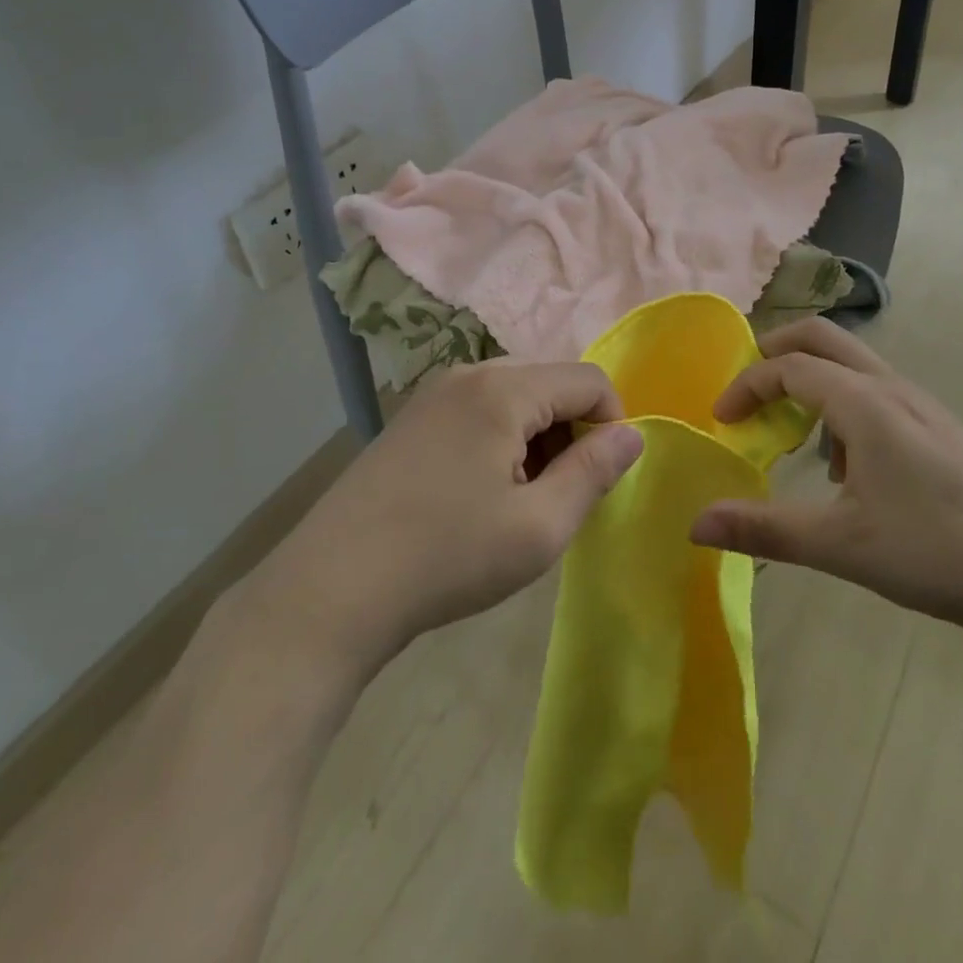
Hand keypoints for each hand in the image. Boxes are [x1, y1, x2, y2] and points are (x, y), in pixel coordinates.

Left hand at [236, 361, 644, 677]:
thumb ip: (594, 472)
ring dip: (536, 437)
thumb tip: (632, 435)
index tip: (598, 479)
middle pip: (551, 382)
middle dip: (571, 431)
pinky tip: (479, 493)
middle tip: (556, 494)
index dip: (611, 424)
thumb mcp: (538, 527)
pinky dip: (500, 440)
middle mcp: (468, 373)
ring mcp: (433, 394)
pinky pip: (479, 410)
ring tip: (518, 499)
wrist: (330, 589)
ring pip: (515, 396)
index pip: (589, 379)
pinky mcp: (411, 418)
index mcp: (503, 388)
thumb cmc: (447, 557)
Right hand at [689, 319, 962, 639]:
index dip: (746, 385)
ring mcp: (922, 406)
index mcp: (865, 403)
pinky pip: (876, 394)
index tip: (721, 422)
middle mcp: (893, 388)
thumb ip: (764, 529)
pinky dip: (842, 407)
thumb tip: (695, 523)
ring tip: (794, 439)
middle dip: (776, 353)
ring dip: (811, 382)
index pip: (788, 366)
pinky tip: (849, 471)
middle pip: (822, 338)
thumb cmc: (937, 552)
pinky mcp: (940, 429)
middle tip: (747, 395)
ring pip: (852, 365)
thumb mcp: (841, 545)